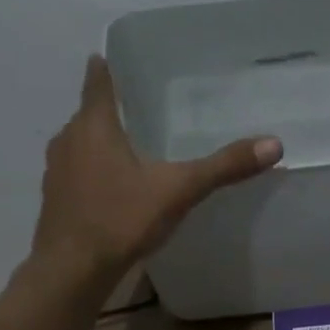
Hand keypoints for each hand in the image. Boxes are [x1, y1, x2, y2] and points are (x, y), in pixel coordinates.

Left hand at [31, 55, 282, 278]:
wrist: (72, 270)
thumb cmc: (121, 220)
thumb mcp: (178, 191)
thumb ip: (223, 167)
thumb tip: (273, 144)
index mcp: (94, 125)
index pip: (97, 81)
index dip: (108, 67)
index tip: (121, 59)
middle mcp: (68, 139)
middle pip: (90, 113)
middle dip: (114, 110)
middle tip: (146, 109)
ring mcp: (57, 171)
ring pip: (82, 145)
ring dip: (103, 143)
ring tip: (135, 148)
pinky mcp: (56, 200)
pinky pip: (78, 174)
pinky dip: (95, 173)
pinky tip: (117, 190)